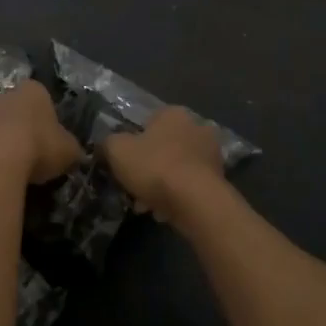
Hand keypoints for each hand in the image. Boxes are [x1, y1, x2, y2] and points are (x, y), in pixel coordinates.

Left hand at [0, 81, 83, 185]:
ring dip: (3, 144)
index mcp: (33, 90)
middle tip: (34, 156)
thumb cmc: (38, 146)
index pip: (44, 99)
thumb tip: (74, 154)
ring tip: (14, 170)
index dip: (49, 121)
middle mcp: (4, 95)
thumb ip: (72, 149)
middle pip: (17, 112)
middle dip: (24, 130)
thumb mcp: (69, 151)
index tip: (52, 142)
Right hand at [101, 107, 226, 219]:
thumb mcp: (117, 150)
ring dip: (161, 185)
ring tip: (146, 206)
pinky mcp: (219, 180)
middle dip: (147, 167)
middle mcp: (196, 127)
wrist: (196, 201)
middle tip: (133, 187)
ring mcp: (211, 154)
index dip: (133, 143)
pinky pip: (189, 186)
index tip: (124, 163)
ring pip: (176, 168)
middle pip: (163, 147)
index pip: (148, 122)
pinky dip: (177, 197)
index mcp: (173, 113)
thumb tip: (106, 146)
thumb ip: (108, 144)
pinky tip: (164, 213)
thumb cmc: (155, 166)